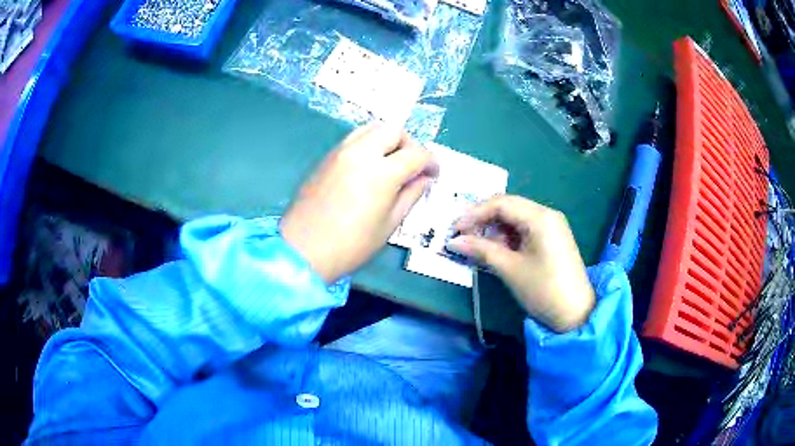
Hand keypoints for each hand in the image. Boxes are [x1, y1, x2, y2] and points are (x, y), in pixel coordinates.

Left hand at [281, 124, 437, 283]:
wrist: (303, 250)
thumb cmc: (351, 245)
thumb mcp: (389, 224)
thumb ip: (410, 195)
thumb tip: (424, 179)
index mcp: (382, 172)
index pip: (416, 154)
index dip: (431, 162)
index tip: (434, 174)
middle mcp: (361, 153)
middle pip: (394, 130)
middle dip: (410, 144)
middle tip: (413, 166)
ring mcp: (340, 152)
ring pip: (372, 128)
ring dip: (388, 140)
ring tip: (391, 163)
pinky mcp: (326, 157)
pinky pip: (354, 139)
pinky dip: (369, 144)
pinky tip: (369, 167)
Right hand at [447, 196, 594, 332]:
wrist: (575, 313)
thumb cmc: (543, 290)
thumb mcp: (510, 269)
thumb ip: (481, 250)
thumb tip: (454, 241)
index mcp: (540, 217)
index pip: (501, 203)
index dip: (475, 213)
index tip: (455, 229)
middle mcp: (547, 214)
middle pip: (509, 206)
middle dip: (483, 219)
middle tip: (462, 235)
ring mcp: (552, 225)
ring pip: (516, 217)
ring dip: (495, 229)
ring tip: (477, 246)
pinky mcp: (552, 238)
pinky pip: (525, 229)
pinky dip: (508, 237)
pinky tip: (497, 250)